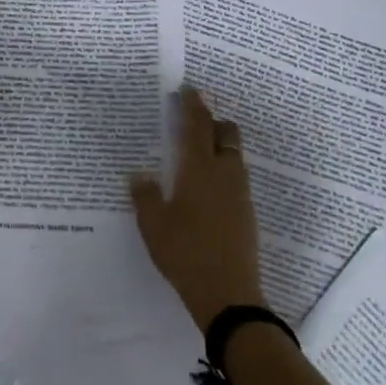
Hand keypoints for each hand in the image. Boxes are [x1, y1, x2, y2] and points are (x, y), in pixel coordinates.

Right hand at [131, 87, 265, 332]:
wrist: (229, 294)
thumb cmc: (184, 253)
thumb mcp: (153, 226)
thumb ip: (145, 196)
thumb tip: (138, 174)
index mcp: (199, 170)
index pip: (197, 126)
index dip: (193, 104)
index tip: (187, 89)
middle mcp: (224, 173)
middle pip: (226, 133)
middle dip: (212, 121)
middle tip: (192, 120)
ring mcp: (240, 193)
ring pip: (234, 155)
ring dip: (219, 145)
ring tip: (197, 153)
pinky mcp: (247, 212)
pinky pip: (236, 177)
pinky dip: (223, 169)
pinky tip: (207, 187)